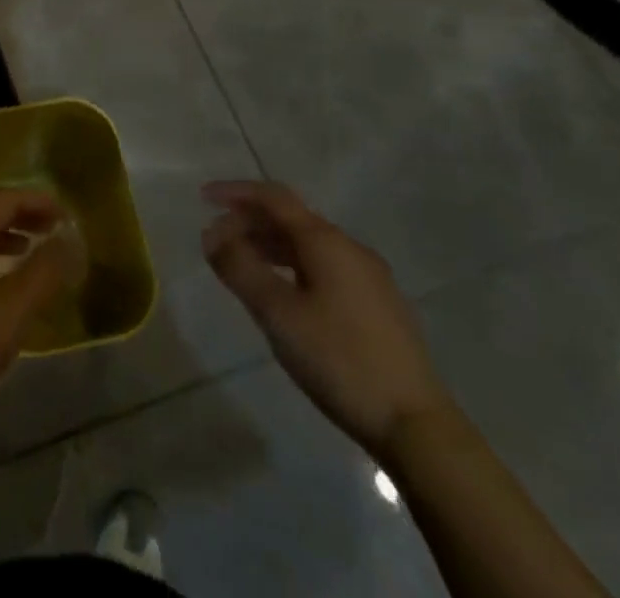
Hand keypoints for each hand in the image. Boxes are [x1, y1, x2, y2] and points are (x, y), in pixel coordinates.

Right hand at [203, 180, 455, 457]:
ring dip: (270, 246)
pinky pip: (325, 267)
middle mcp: (350, 248)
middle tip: (216, 241)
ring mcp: (370, 277)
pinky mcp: (379, 306)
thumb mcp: (278, 313)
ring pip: (309, 245)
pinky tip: (284, 294)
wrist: (417, 426)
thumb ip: (240, 268)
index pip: (274, 198)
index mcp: (326, 241)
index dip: (236, 192)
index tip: (203, 198)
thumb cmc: (339, 360)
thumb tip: (211, 234)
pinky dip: (293, 266)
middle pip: (291, 219)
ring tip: (242, 265)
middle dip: (249, 222)